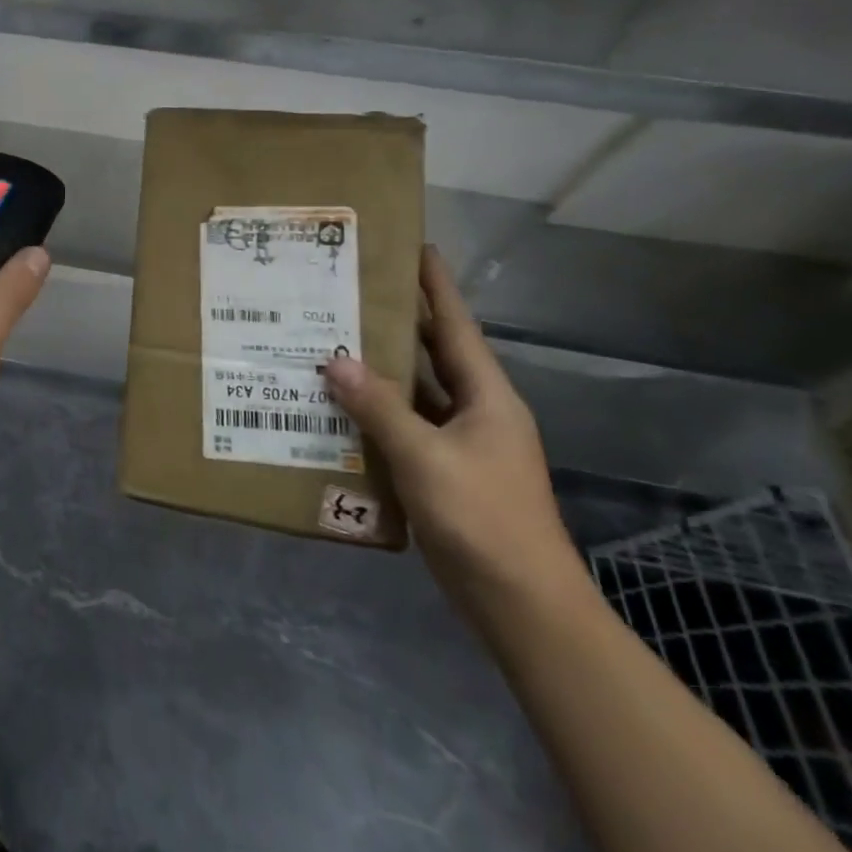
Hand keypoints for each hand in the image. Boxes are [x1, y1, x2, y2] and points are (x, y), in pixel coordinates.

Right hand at [325, 247, 588, 621]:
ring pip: (415, 393)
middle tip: (349, 292)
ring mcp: (462, 445)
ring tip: (331, 342)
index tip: (414, 246)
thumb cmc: (482, 519)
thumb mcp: (425, 457)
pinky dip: (375, 415)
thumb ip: (379, 408)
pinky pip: (405, 428)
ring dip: (379, 372)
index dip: (436, 286)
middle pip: (432, 354)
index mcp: (486, 396)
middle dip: (396, 322)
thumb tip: (334, 361)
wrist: (521, 605)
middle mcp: (477, 412)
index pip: (455, 326)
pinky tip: (337, 408)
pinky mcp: (444, 473)